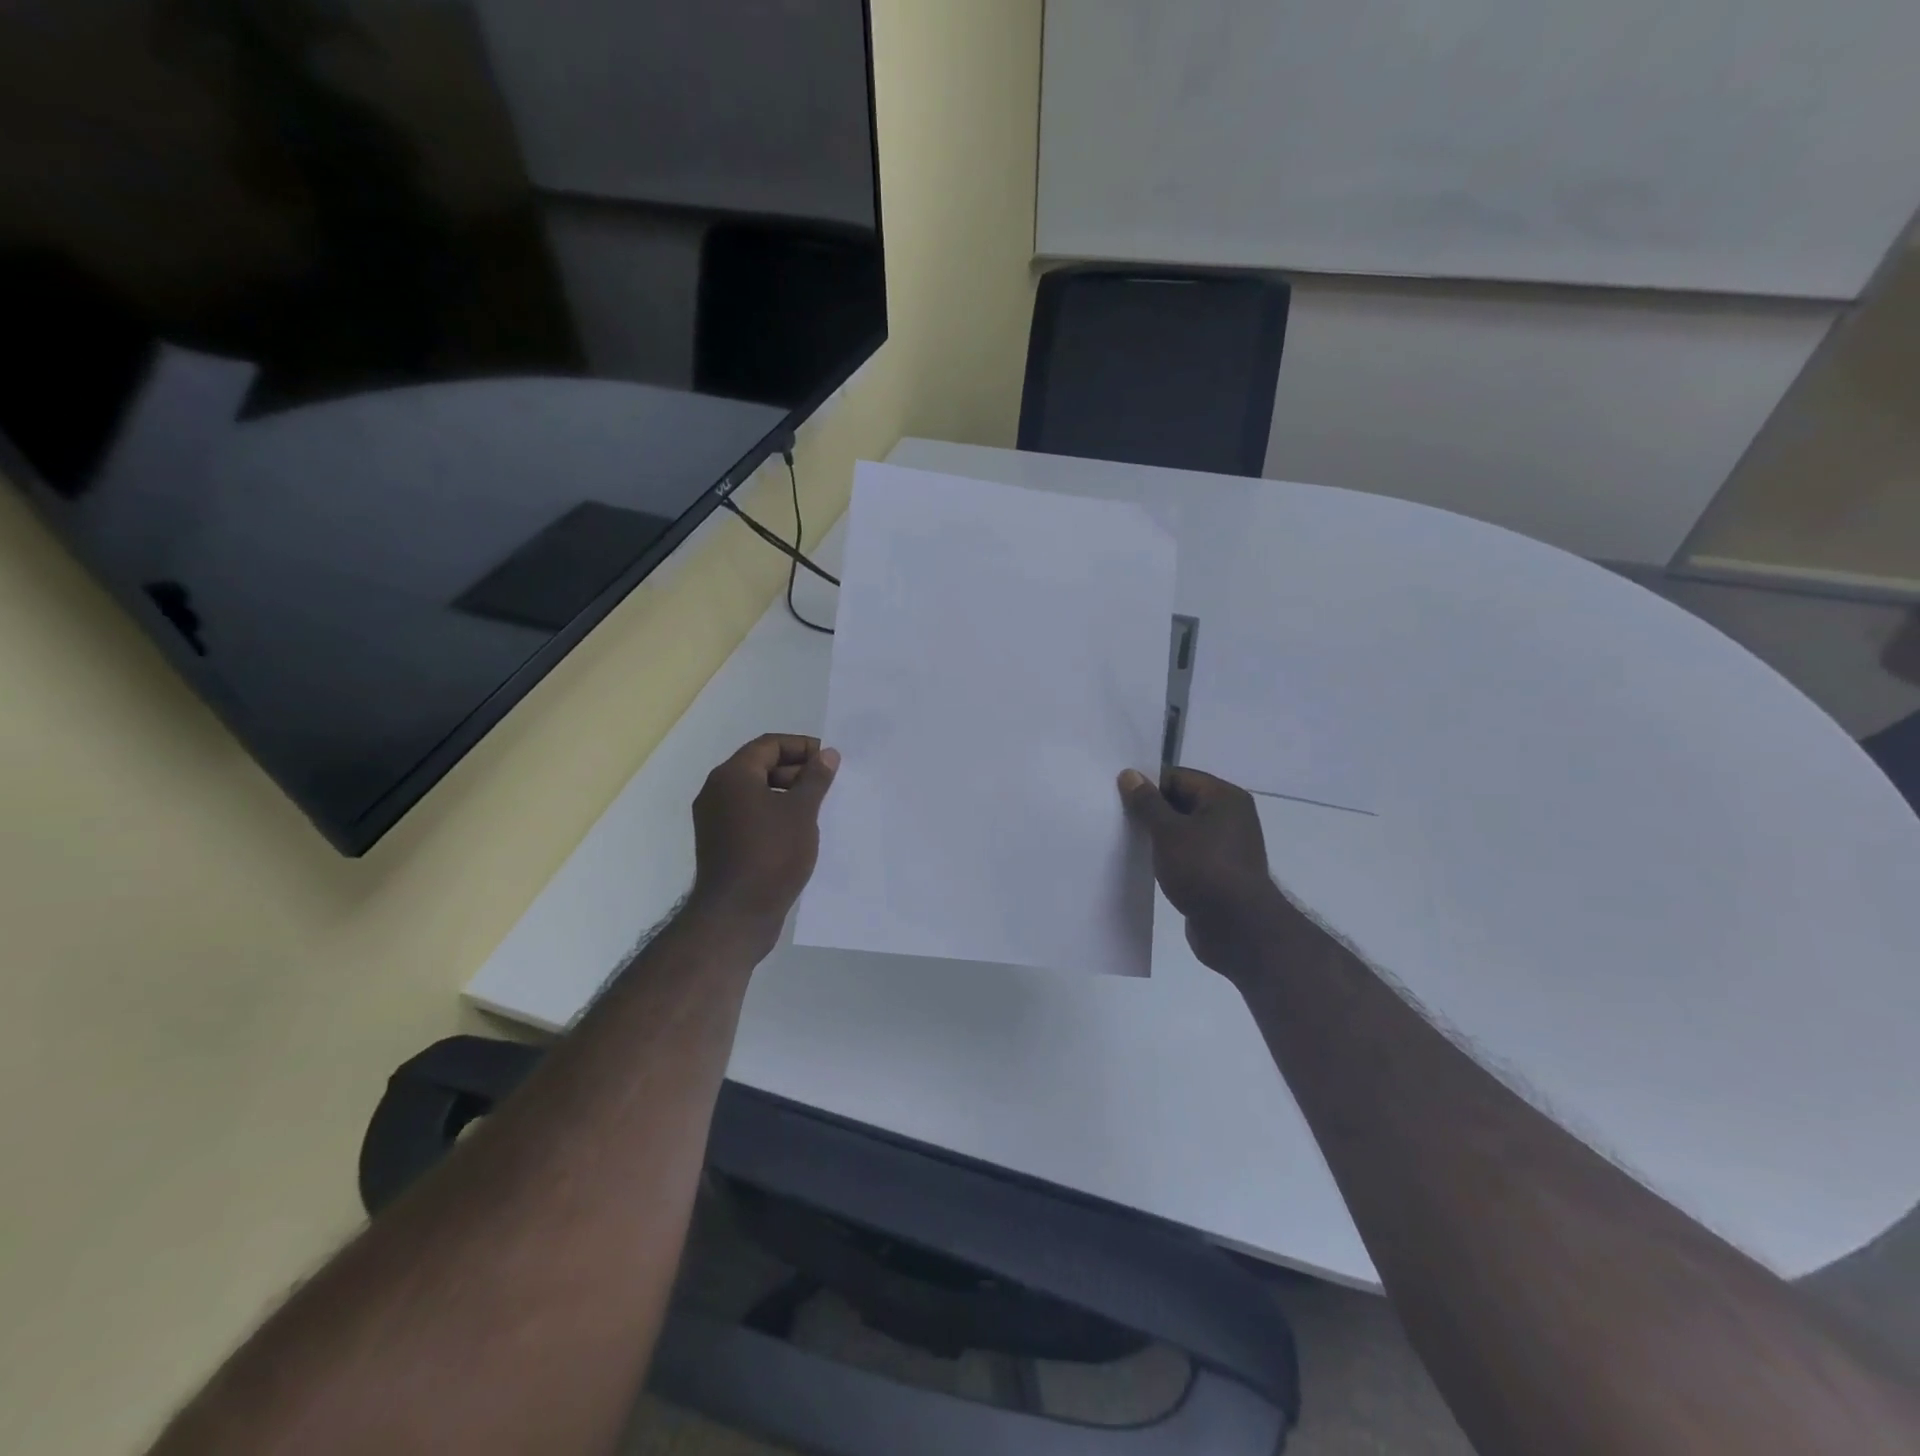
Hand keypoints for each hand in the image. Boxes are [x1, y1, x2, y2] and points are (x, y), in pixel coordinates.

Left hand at [689, 735, 839, 932]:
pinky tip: (798, 830)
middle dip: (796, 770)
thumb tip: (827, 754)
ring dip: (786, 793)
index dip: (801, 747)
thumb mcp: (801, 812)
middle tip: (827, 783)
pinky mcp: (720, 843)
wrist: (737, 914)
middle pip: (759, 766)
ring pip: (755, 792)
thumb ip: (815, 778)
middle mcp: (716, 791)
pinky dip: (773, 813)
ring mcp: (715, 819)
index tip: (829, 760)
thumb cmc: (772, 854)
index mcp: (732, 776)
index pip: (769, 745)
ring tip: (817, 807)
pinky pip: (749, 815)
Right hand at [1119, 767, 1286, 973]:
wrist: (1238, 930)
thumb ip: (1146, 802)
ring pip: (1184, 830)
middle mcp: (1231, 817)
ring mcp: (1227, 847)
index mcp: (1224, 798)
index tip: (1119, 797)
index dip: (1148, 785)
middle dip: (1151, 810)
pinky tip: (1147, 864)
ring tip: (1129, 842)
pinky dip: (1170, 856)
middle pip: (1182, 802)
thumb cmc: (1203, 870)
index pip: (1178, 777)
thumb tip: (1129, 774)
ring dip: (1159, 836)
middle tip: (1119, 819)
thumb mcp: (1167, 831)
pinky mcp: (1220, 872)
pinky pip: (1189, 854)